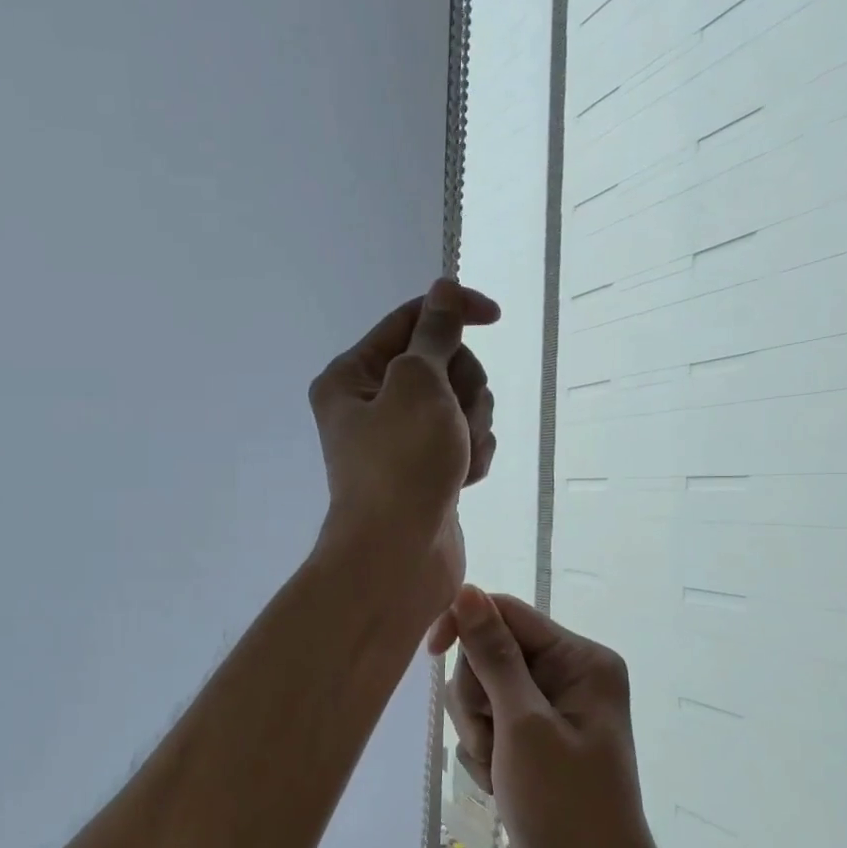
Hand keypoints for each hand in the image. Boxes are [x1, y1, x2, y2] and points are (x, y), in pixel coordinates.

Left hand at [308, 280, 498, 612]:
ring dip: (471, 425)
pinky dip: (471, 455)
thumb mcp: (418, 384)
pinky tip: (463, 480)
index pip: (409, 321)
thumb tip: (443, 290)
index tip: (495, 316)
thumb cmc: (401, 464)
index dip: (453, 312)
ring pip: (460, 404)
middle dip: (462, 386)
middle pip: (441, 363)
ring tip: (457, 458)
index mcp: (351, 376)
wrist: (397, 558)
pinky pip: (464, 441)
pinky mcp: (426, 470)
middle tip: (454, 417)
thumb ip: (435, 334)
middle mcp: (371, 404)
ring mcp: (401, 439)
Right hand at [427, 587, 660, 847]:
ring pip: (480, 690)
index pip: (506, 613)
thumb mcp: (523, 725)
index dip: (464, 626)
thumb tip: (466, 590)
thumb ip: (492, 655)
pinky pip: (486, 722)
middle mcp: (567, 675)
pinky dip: (484, 750)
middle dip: (477, 699)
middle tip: (494, 743)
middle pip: (488, 653)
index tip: (430, 652)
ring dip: (477, 730)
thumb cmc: (566, 806)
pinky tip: (501, 782)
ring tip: (499, 769)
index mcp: (580, 660)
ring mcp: (548, 709)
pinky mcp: (532, 738)